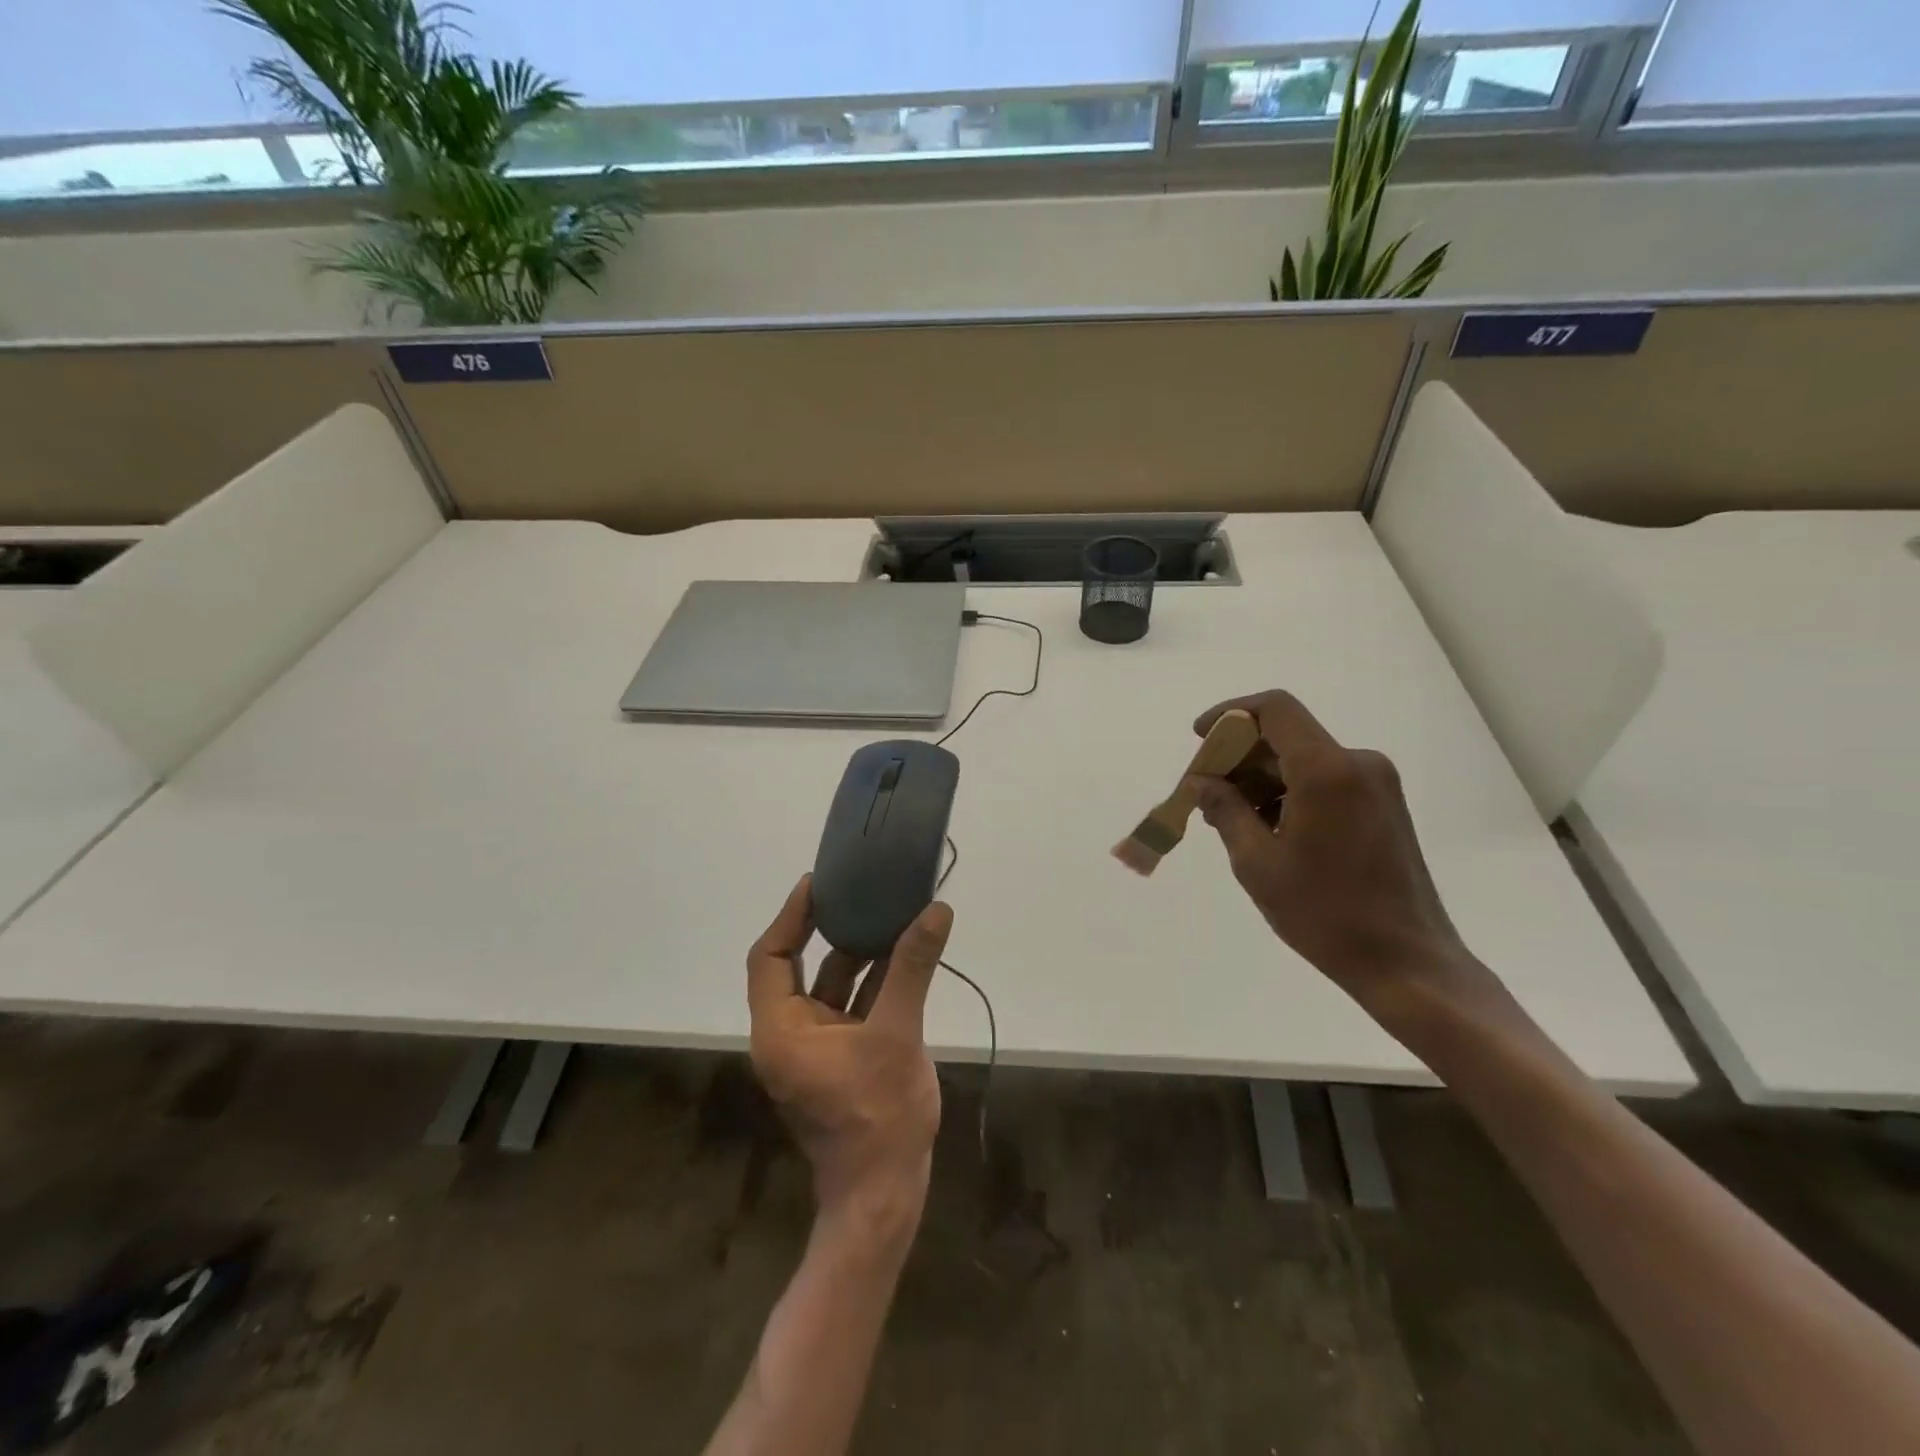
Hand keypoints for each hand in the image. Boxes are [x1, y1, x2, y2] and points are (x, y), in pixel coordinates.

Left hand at [746, 875, 952, 1227]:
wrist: (886, 1195)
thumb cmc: (878, 1115)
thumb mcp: (897, 1033)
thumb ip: (913, 968)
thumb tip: (936, 910)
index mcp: (782, 1030)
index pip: (771, 957)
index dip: (792, 916)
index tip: (818, 883)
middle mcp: (791, 1034)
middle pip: (800, 966)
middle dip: (829, 928)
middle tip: (855, 888)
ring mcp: (819, 1047)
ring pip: (833, 985)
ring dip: (860, 952)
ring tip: (886, 909)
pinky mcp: (845, 1057)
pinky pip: (854, 1005)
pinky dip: (876, 980)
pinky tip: (905, 953)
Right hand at [1187, 691, 1475, 1009]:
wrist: (1407, 963)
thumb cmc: (1325, 913)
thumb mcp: (1258, 863)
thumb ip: (1225, 811)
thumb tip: (1201, 782)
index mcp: (1327, 771)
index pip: (1274, 710)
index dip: (1230, 715)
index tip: (1199, 739)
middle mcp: (1357, 763)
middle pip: (1285, 736)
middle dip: (1239, 757)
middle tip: (1204, 794)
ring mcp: (1376, 784)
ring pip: (1302, 759)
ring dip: (1261, 779)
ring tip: (1231, 820)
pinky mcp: (1383, 805)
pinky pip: (1324, 780)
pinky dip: (1288, 792)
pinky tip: (1267, 829)